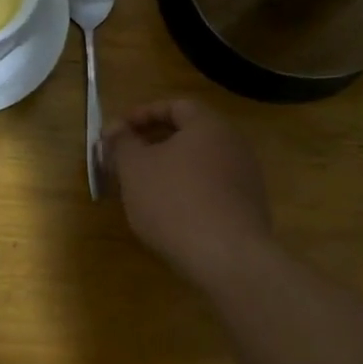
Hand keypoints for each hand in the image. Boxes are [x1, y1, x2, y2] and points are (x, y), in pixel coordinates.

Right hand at [104, 99, 273, 284]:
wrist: (227, 257)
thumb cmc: (174, 201)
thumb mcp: (135, 168)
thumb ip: (122, 143)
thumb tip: (114, 128)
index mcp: (208, 126)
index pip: (175, 106)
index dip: (142, 114)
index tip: (117, 132)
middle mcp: (233, 145)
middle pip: (188, 134)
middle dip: (153, 144)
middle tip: (124, 160)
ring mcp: (246, 178)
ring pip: (199, 163)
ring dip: (169, 169)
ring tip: (141, 188)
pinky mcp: (248, 209)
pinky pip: (211, 189)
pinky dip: (187, 191)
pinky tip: (168, 213)